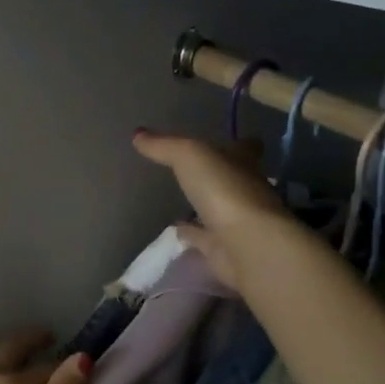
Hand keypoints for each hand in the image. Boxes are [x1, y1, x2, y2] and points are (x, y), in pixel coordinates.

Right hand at [131, 129, 293, 290]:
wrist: (247, 246)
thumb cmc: (224, 190)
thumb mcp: (189, 156)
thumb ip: (164, 146)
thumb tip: (137, 134)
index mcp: (243, 164)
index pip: (246, 148)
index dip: (238, 144)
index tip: (228, 141)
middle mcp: (246, 191)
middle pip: (233, 179)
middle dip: (218, 175)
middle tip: (195, 171)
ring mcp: (237, 223)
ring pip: (218, 210)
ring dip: (204, 206)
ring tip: (179, 201)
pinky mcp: (224, 249)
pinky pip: (203, 238)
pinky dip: (192, 234)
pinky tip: (176, 231)